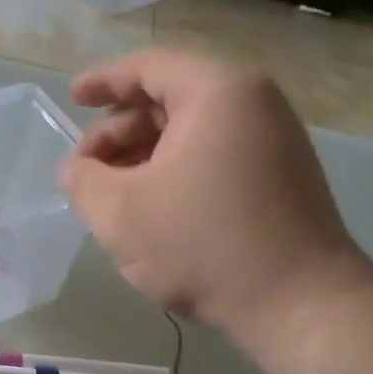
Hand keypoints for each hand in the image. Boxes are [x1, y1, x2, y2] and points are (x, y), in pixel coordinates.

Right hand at [61, 49, 372, 342]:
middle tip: (85, 169)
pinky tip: (151, 207)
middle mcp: (252, 103)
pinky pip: (213, 155)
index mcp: (217, 93)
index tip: (72, 99)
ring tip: (111, 194)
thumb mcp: (120, 213)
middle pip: (168, 99)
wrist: (300, 305)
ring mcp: (273, 140)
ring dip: (142, 156)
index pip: (148, 68)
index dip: (102, 81)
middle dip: (118, 131)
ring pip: (190, 132)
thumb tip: (75, 169)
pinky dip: (174, 171)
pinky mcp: (280, 175)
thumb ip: (83, 180)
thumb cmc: (204, 246)